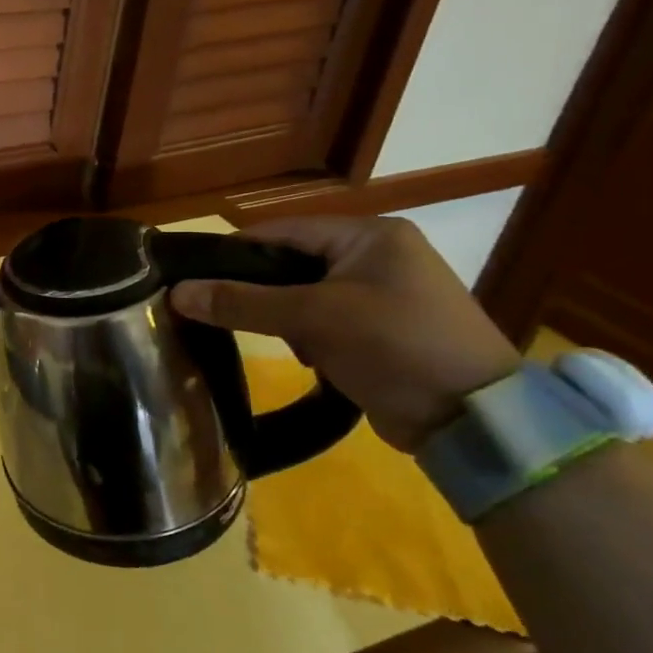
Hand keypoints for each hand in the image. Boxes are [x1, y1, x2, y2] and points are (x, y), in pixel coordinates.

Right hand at [168, 216, 520, 451]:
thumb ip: (242, 302)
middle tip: (223, 314)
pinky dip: (307, 335)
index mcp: (369, 235)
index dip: (233, 254)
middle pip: (290, 263)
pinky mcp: (384, 328)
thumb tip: (177, 293)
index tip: (192, 280)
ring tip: (276, 342)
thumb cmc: (396, 347)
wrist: (475, 420)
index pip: (280, 231)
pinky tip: (306, 358)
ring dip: (283, 317)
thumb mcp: (313, 319)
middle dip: (259, 291)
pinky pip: (325, 319)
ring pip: (303, 294)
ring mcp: (384, 293)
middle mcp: (378, 255)